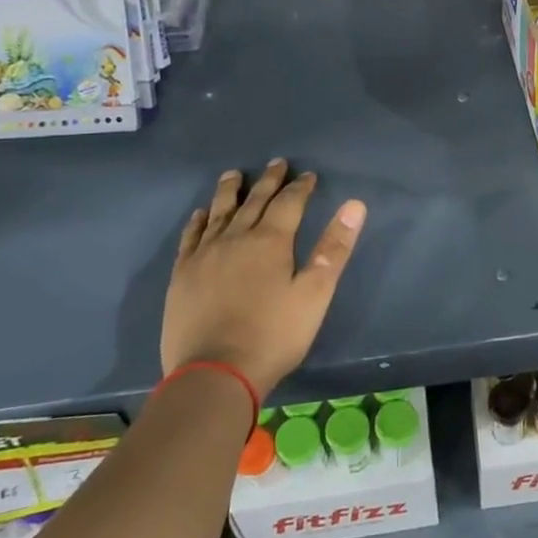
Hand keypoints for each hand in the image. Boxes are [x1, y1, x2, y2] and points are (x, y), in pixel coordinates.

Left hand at [161, 160, 366, 396]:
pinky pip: (191, 237)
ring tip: (234, 174)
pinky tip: (201, 214)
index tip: (308, 175)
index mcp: (271, 241)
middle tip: (276, 163)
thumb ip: (334, 248)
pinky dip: (198, 221)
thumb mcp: (315, 294)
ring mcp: (205, 255)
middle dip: (268, 181)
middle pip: (255, 201)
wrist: (214, 374)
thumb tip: (355, 205)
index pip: (289, 203)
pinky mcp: (182, 275)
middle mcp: (236, 238)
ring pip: (220, 212)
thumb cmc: (273, 335)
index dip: (300, 187)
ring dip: (230, 191)